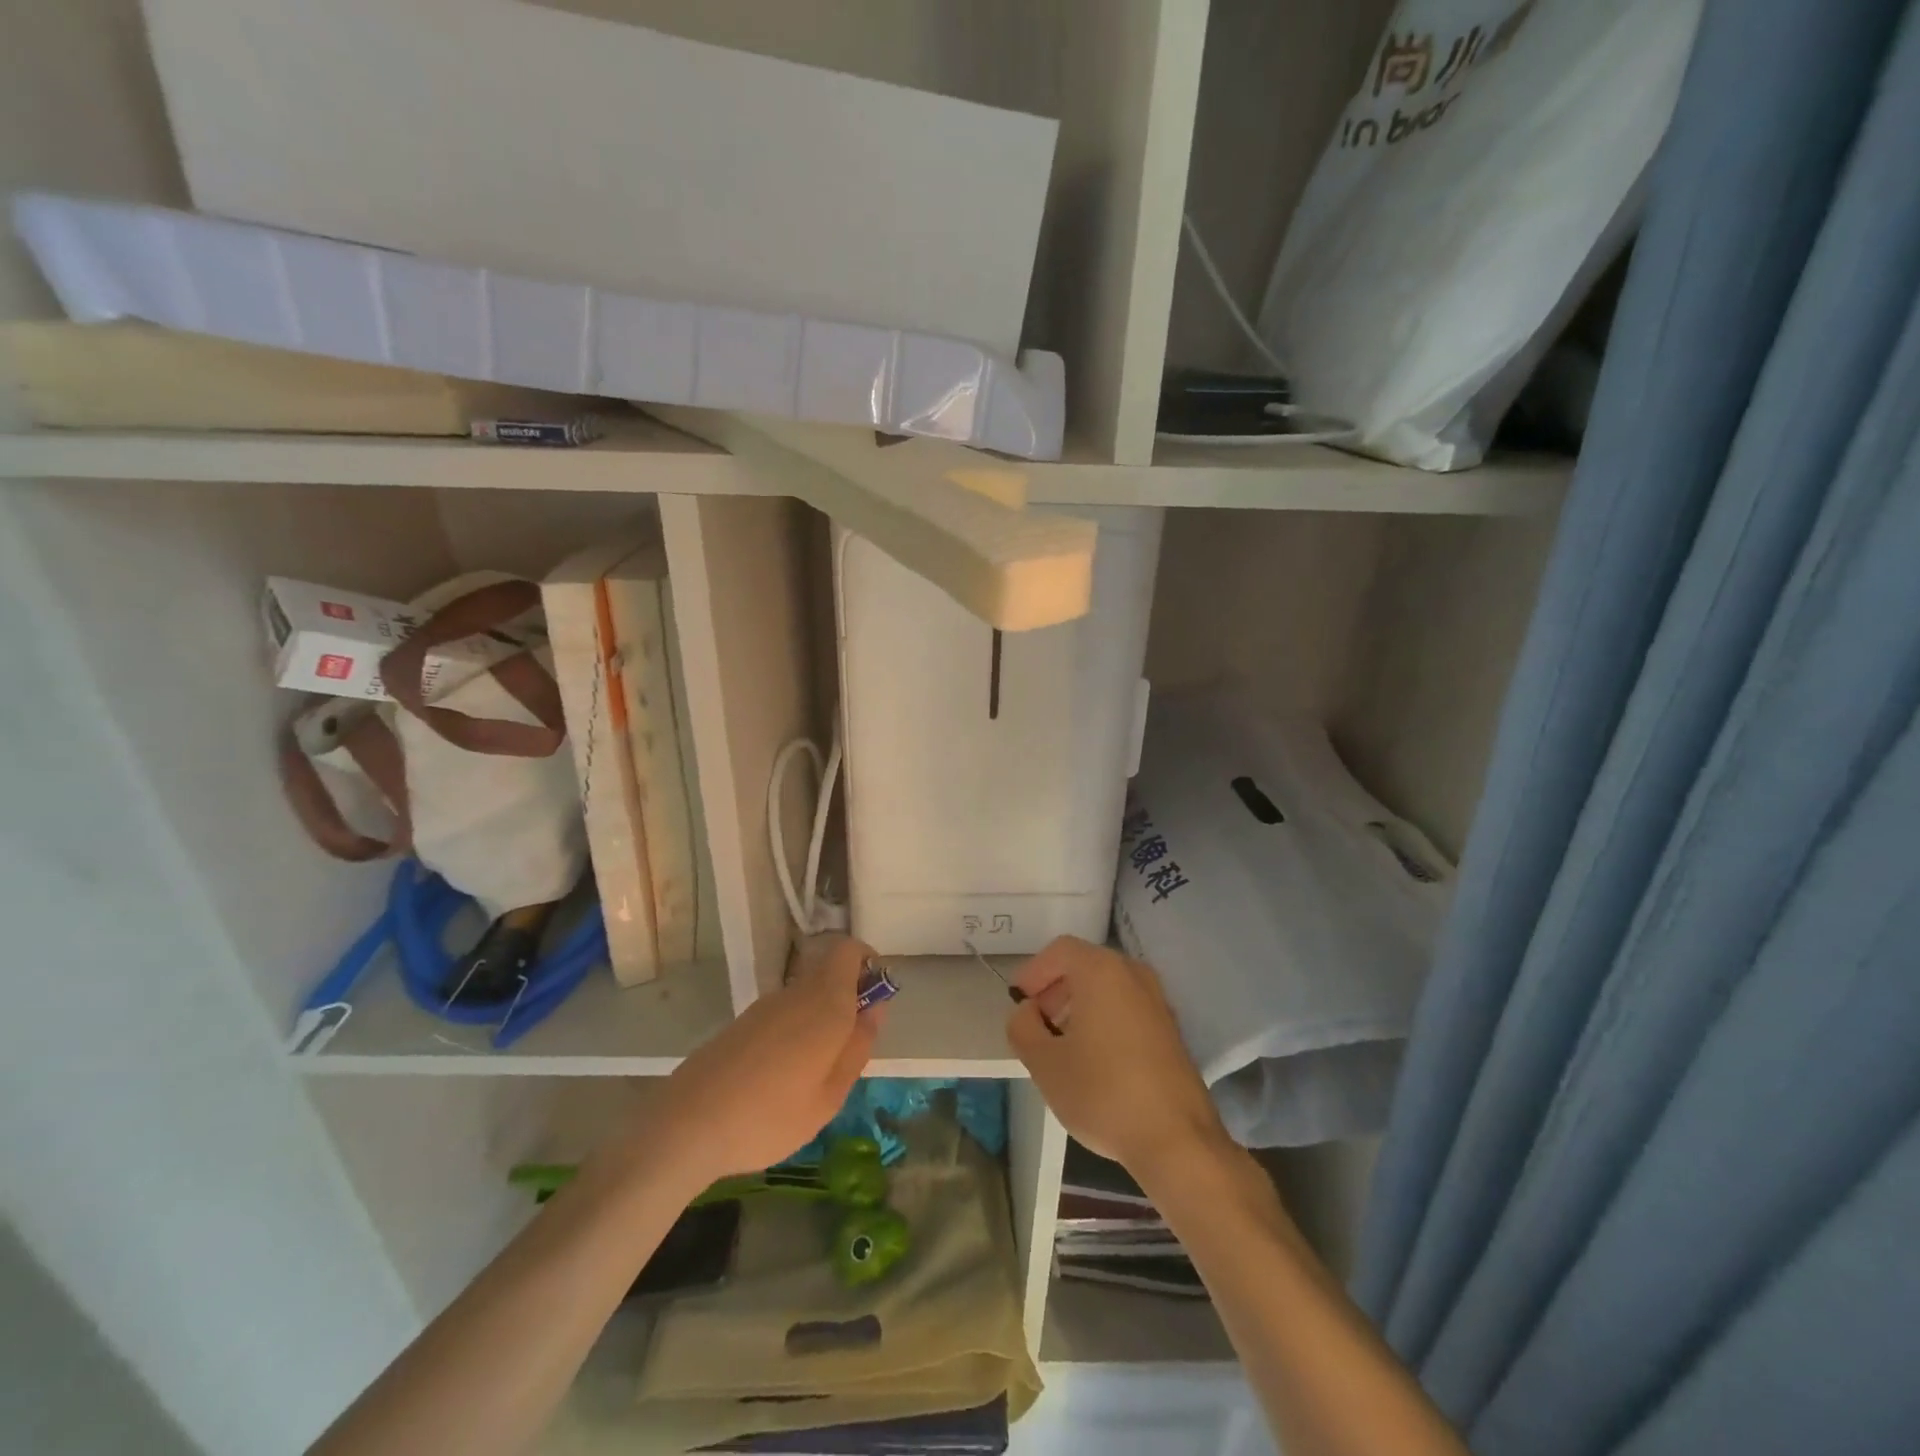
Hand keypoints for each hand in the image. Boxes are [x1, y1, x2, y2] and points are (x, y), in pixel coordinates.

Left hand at [652, 935, 882, 1187]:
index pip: (848, 949)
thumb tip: (875, 1008)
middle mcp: (795, 993)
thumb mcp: (830, 1095)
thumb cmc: (770, 1116)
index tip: (876, 995)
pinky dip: (795, 1032)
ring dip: (821, 1018)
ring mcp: (764, 1007)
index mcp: (824, 1002)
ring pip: (805, 995)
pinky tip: (783, 1079)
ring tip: (817, 1073)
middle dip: (848, 995)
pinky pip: (782, 1015)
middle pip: (829, 971)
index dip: (867, 961)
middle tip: (852, 1046)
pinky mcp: (741, 1025)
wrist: (686, 1126)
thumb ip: (858, 1047)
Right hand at [1007, 936, 1228, 1182]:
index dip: (1033, 972)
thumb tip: (1028, 1012)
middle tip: (1036, 1024)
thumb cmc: (1103, 1093)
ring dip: (1079, 1005)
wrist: (1177, 1141)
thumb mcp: (1044, 1063)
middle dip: (1055, 989)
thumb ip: (1023, 1027)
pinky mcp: (1170, 1029)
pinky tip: (1094, 1059)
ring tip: (1061, 1044)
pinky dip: (1104, 1019)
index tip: (1019, 1004)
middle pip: (1085, 965)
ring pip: (1107, 987)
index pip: (1059, 950)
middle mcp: (1133, 974)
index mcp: (1102, 971)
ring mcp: (1157, 1000)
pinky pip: (1127, 1007)